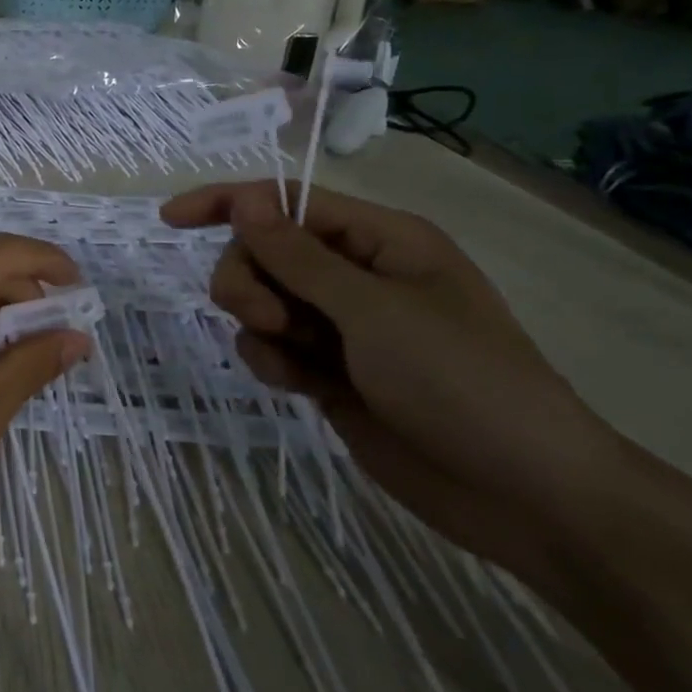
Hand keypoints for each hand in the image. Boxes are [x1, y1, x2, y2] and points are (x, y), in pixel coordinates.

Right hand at [162, 181, 629, 584]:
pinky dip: (270, 361)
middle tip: (269, 317)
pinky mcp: (327, 372)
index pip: (287, 202)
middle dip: (250, 280)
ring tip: (294, 358)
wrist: (521, 494)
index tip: (171, 220)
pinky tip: (298, 386)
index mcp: (379, 240)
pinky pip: (270, 347)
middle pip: (263, 253)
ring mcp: (340, 327)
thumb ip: (298, 256)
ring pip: (260, 301)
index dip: (228, 204)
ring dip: (259, 323)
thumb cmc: (461, 382)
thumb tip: (246, 198)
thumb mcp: (374, 311)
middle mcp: (355, 275)